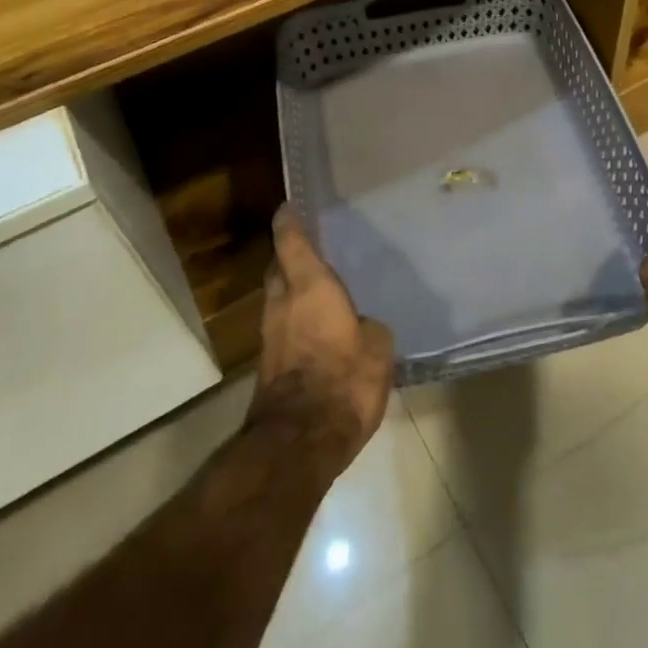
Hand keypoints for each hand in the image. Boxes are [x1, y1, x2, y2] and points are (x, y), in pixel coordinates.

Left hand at [247, 204, 394, 475]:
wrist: (300, 441)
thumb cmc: (344, 379)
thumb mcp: (378, 347)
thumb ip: (369, 327)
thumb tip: (362, 326)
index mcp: (309, 286)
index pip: (291, 242)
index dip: (289, 222)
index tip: (288, 206)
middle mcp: (283, 303)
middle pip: (278, 269)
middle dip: (289, 256)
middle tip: (312, 249)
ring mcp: (271, 335)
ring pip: (278, 299)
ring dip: (291, 290)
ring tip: (319, 287)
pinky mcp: (269, 365)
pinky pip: (283, 327)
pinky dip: (296, 320)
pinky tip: (318, 327)